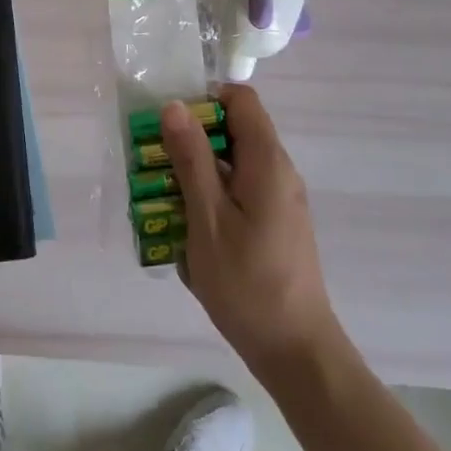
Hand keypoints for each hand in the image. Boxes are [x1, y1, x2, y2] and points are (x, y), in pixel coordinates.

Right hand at [163, 85, 339, 378]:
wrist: (295, 350)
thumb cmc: (247, 282)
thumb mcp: (207, 218)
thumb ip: (191, 158)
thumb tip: (175, 105)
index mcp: (267, 161)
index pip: (241, 100)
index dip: (204, 100)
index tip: (170, 124)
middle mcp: (278, 171)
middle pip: (234, 130)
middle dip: (191, 140)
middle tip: (155, 165)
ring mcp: (279, 199)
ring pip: (233, 163)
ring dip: (197, 172)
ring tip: (163, 199)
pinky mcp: (275, 223)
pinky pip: (239, 191)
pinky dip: (211, 196)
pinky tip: (187, 229)